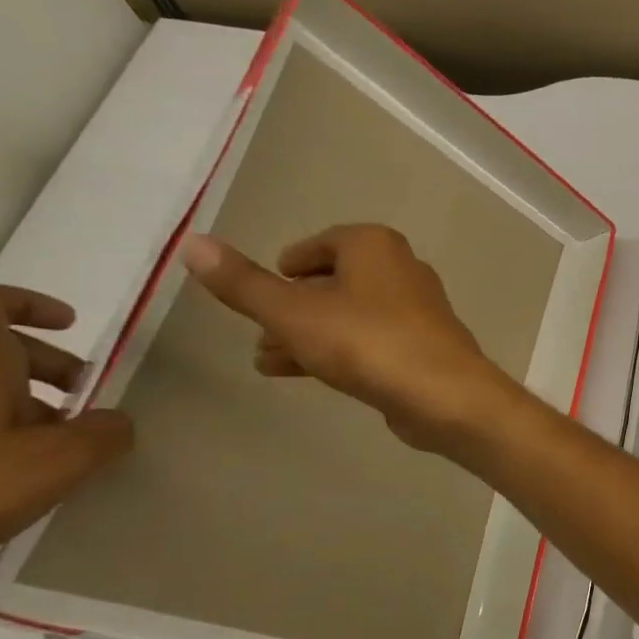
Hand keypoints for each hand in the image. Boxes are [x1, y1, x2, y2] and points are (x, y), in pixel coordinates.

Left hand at [0, 284, 133, 638]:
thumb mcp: (60, 460)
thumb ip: (104, 433)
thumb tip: (117, 421)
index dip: (26, 303)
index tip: (70, 325)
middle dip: (52, 370)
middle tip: (91, 405)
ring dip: (33, 411)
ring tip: (68, 453)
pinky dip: (5, 441)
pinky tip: (28, 482)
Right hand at [180, 225, 518, 452]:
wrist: (446, 396)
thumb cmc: (368, 343)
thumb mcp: (294, 313)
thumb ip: (244, 284)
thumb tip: (192, 242)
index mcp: (374, 246)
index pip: (321, 244)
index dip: (290, 265)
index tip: (267, 286)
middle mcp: (401, 270)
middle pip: (334, 282)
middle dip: (292, 307)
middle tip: (257, 331)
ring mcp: (416, 312)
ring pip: (348, 316)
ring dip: (307, 334)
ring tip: (265, 359)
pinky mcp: (421, 348)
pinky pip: (369, 342)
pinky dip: (335, 352)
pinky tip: (301, 374)